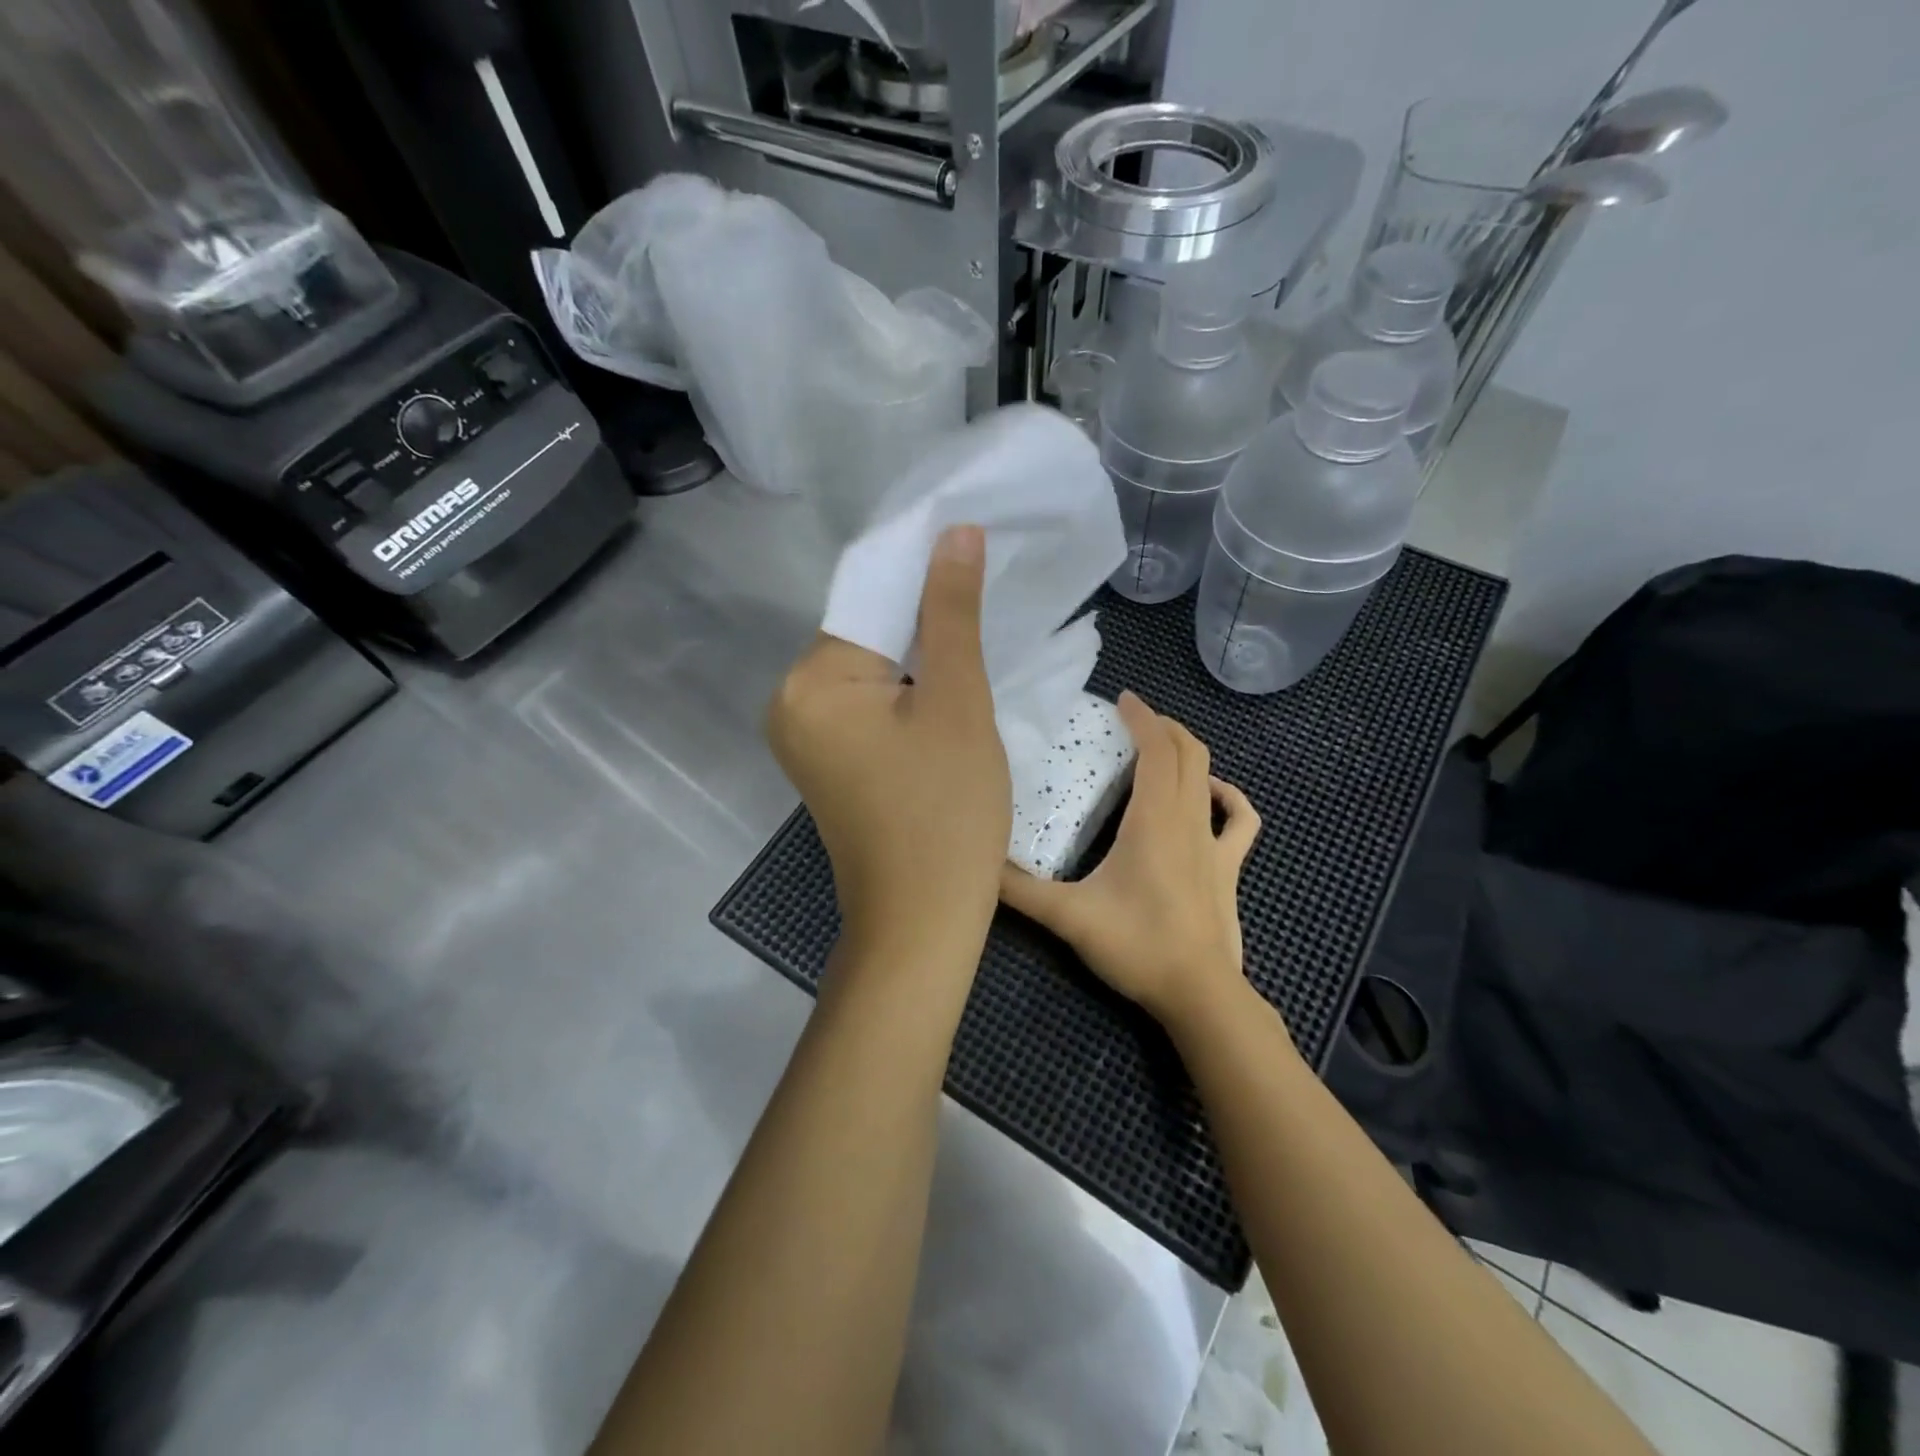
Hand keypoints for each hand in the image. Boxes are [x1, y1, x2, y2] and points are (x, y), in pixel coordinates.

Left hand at [768, 525, 1010, 967]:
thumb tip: (953, 531)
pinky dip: (909, 695)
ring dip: (922, 658)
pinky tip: (949, 693)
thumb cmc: (946, 811)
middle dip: (925, 620)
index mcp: (810, 682)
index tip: (977, 554)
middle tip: (990, 605)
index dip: (925, 576)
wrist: (922, 921)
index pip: (870, 600)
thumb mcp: (957, 702)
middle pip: (868, 635)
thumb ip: (951, 612)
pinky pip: (871, 707)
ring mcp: (807, 737)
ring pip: (874, 672)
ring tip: (979, 644)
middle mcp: (791, 702)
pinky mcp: (830, 762)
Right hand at [999, 692, 1260, 1029]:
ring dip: (1189, 753)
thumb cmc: (1136, 945)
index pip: (1156, 748)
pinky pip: (1240, 820)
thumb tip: (978, 864)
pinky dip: (1229, 797)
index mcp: (1154, 819)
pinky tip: (1215, 794)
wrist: (1199, 993)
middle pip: (1187, 752)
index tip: (1122, 698)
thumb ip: (1019, 890)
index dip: (1142, 717)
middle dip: (1162, 726)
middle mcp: (1188, 819)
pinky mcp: (1229, 868)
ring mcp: (1215, 843)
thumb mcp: (1068, 916)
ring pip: (1210, 777)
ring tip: (1162, 747)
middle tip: (1132, 719)